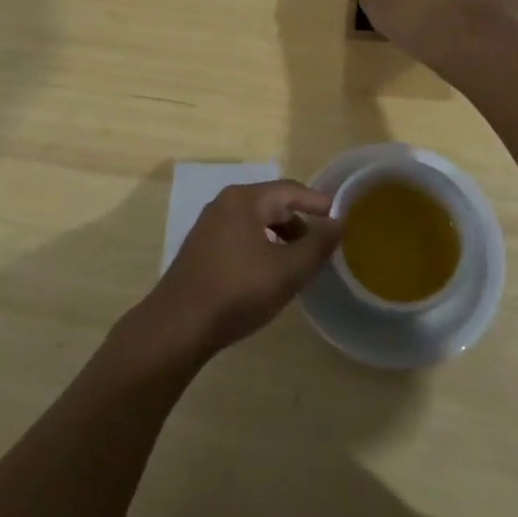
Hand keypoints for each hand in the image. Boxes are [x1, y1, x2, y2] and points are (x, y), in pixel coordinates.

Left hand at [133, 180, 341, 362]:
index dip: (317, 202)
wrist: (178, 326)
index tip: (340, 216)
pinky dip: (261, 247)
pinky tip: (268, 273)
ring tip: (299, 262)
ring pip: (255, 222)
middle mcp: (224, 204)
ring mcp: (209, 226)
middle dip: (299, 222)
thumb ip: (317, 245)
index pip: (290, 190)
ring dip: (280, 237)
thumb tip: (338, 223)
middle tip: (321, 245)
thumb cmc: (237, 291)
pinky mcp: (201, 249)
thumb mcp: (287, 271)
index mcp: (245, 199)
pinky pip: (240, 237)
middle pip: (272, 204)